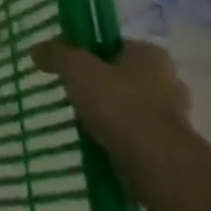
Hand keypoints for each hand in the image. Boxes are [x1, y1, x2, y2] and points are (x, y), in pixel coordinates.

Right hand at [32, 39, 193, 191]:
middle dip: (102, 86)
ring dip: (110, 115)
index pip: (115, 45)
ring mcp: (173, 117)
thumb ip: (58, 54)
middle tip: (74, 95)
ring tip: (83, 124)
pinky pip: (136, 136)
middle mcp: (168, 81)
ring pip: (130, 108)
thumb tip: (37, 49)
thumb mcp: (79, 70)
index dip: (90, 53)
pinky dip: (119, 139)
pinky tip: (99, 145)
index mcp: (151, 54)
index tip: (70, 68)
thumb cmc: (120, 106)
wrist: (157, 165)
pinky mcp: (170, 148)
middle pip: (124, 77)